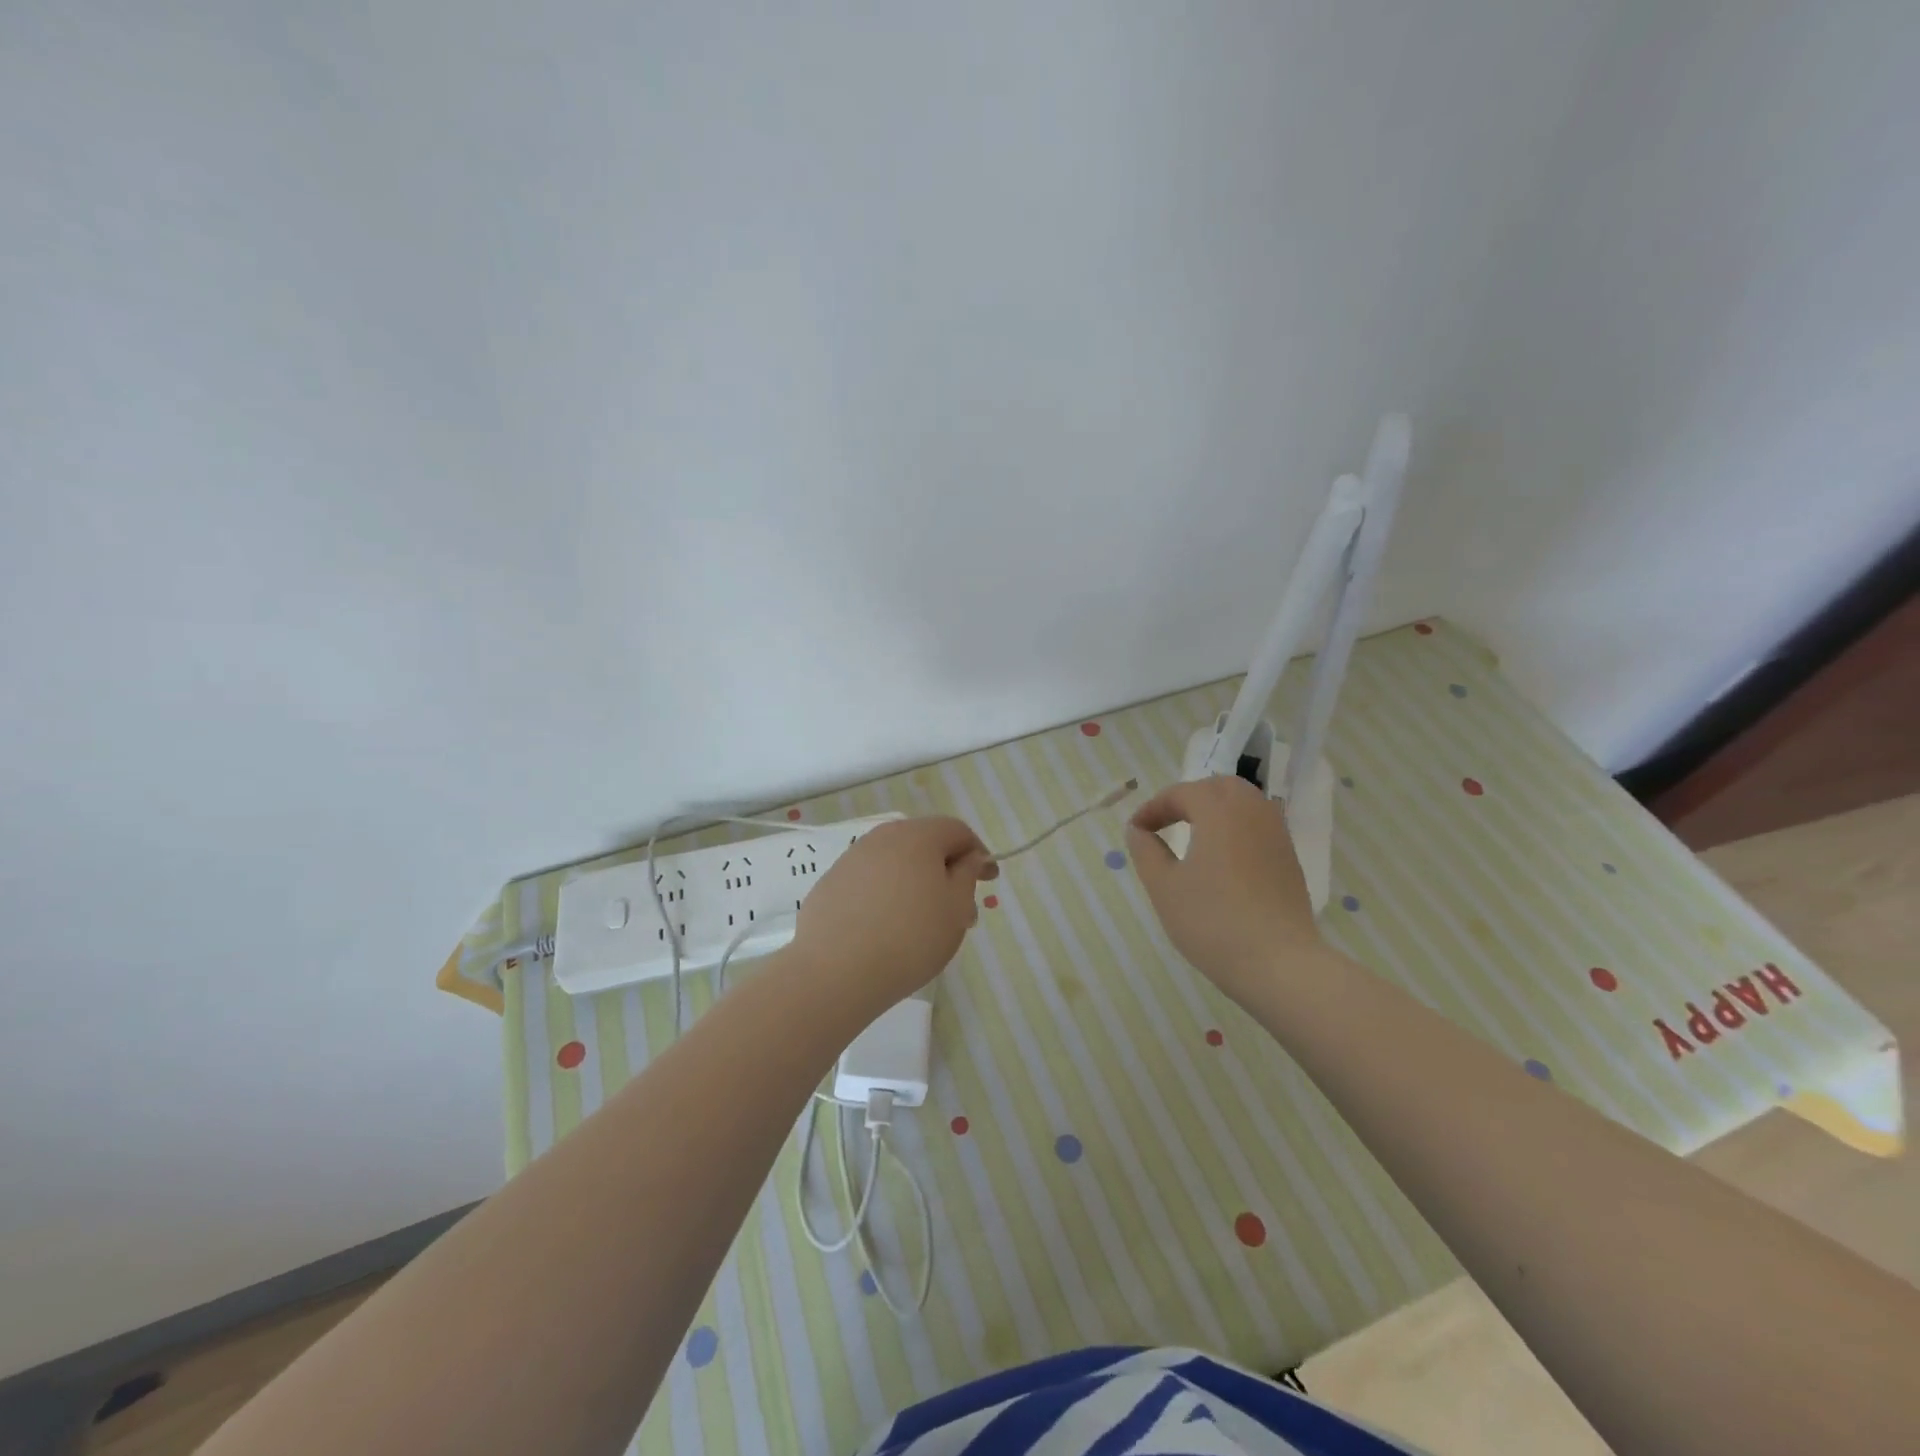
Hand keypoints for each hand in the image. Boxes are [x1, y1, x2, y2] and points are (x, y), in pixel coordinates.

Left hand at [790, 816, 997, 1009]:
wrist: (835, 971)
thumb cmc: (910, 937)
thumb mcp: (955, 908)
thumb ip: (967, 875)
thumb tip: (970, 857)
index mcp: (917, 835)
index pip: (956, 831)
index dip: (978, 854)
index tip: (989, 882)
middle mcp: (882, 837)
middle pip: (924, 844)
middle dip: (947, 872)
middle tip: (961, 911)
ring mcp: (852, 859)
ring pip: (896, 863)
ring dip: (917, 884)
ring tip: (925, 924)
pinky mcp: (831, 883)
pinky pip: (870, 881)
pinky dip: (887, 895)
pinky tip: (888, 928)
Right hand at [1127, 776, 1321, 1003]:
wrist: (1279, 964)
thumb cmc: (1212, 921)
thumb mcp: (1164, 886)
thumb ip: (1146, 850)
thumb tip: (1138, 830)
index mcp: (1219, 811)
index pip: (1181, 793)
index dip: (1153, 808)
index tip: (1135, 831)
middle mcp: (1252, 812)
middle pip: (1218, 787)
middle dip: (1188, 798)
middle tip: (1166, 823)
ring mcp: (1277, 835)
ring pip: (1244, 803)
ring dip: (1215, 810)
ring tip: (1193, 836)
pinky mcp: (1289, 859)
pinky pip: (1259, 825)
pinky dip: (1236, 828)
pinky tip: (1223, 859)